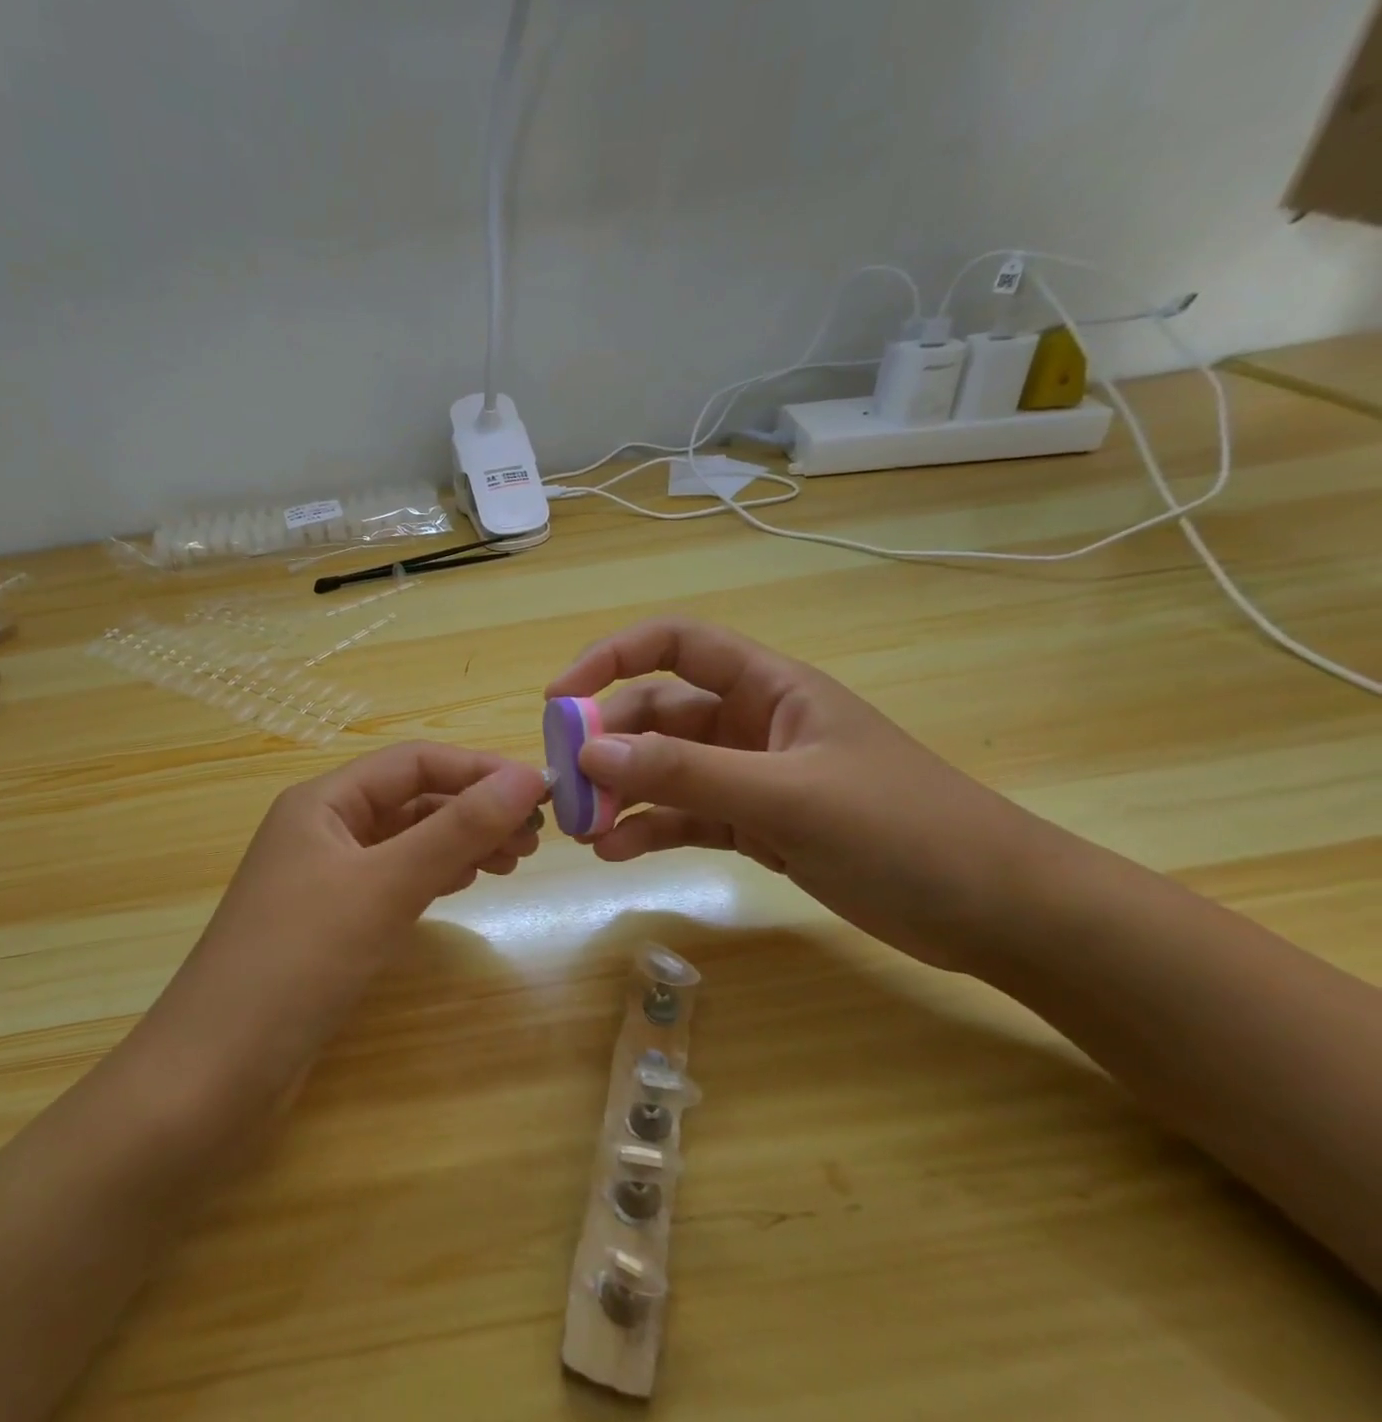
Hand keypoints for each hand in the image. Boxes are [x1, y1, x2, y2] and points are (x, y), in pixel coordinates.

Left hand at [137, 742, 547, 1113]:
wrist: (215, 1073)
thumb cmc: (298, 962)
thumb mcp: (383, 886)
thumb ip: (455, 830)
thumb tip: (524, 778)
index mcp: (323, 801)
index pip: (413, 762)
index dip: (477, 770)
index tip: (538, 792)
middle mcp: (322, 828)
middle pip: (411, 799)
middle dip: (472, 809)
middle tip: (534, 837)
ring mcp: (324, 877)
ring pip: (405, 841)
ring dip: (458, 843)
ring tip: (514, 860)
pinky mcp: (330, 922)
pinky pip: (393, 880)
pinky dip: (434, 876)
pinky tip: (466, 883)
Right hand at [546, 618, 1056, 970]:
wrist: (997, 912)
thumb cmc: (904, 829)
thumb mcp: (788, 796)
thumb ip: (687, 773)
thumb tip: (590, 754)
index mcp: (767, 686)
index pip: (674, 645)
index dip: (609, 658)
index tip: (559, 699)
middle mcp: (750, 722)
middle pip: (656, 714)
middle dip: (607, 745)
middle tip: (565, 786)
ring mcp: (750, 776)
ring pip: (664, 771)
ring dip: (621, 793)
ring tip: (582, 829)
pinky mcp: (755, 825)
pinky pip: (685, 817)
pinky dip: (650, 830)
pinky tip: (617, 853)